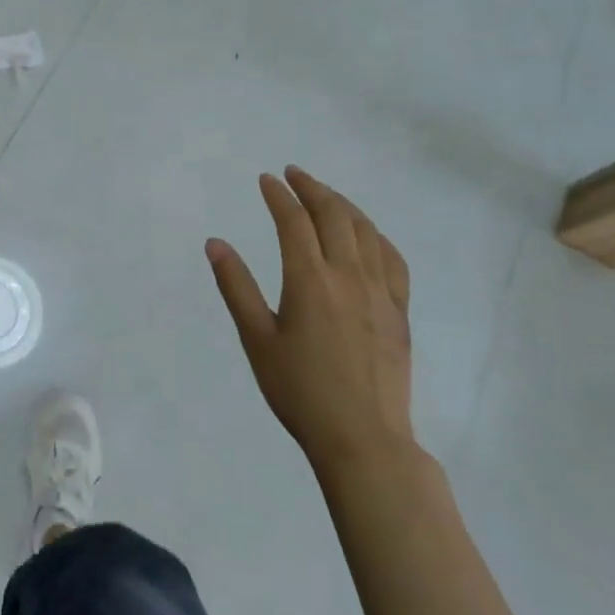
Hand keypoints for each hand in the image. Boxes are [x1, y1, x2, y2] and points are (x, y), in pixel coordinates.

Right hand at [206, 167, 414, 477]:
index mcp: (310, 280)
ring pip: (366, 231)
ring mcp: (380, 293)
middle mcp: (348, 276)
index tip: (266, 180)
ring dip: (343, 205)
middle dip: (312, 188)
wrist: (363, 440)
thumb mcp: (257, 339)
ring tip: (325, 194)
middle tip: (294, 174)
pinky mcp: (400, 312)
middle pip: (334, 215)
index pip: (294, 221)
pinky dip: (376, 236)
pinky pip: (393, 260)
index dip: (279, 195)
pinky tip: (367, 234)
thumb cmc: (300, 391)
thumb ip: (236, 287)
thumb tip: (215, 243)